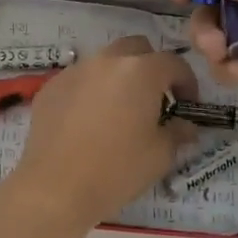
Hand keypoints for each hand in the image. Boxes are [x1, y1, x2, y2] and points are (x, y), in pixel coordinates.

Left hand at [10, 36, 197, 226]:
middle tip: (154, 99)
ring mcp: (74, 71)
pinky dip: (90, 91)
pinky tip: (88, 121)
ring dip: (118, 77)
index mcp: (140, 71)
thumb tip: (185, 126)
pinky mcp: (50, 87)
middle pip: (136, 49)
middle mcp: (106, 61)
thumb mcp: (160, 154)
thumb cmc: (117, 169)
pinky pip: (79, 79)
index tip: (187, 105)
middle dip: (151, 68)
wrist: (56, 188)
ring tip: (119, 110)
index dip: (187, 82)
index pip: (174, 63)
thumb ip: (178, 131)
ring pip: (104, 62)